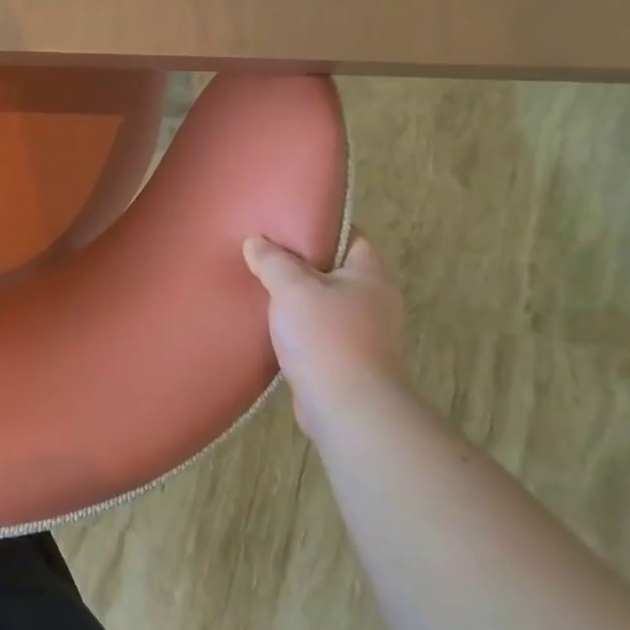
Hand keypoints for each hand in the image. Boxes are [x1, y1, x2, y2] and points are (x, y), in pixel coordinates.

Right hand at [242, 235, 403, 435]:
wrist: (348, 406)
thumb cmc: (326, 335)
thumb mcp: (292, 288)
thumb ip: (273, 261)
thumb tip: (256, 242)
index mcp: (369, 274)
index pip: (348, 236)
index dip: (318, 226)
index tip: (283, 222)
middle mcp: (372, 299)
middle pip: (332, 268)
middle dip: (299, 262)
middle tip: (261, 251)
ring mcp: (362, 332)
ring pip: (321, 301)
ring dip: (294, 296)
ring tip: (257, 283)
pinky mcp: (344, 358)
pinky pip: (316, 329)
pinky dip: (295, 324)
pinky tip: (267, 321)